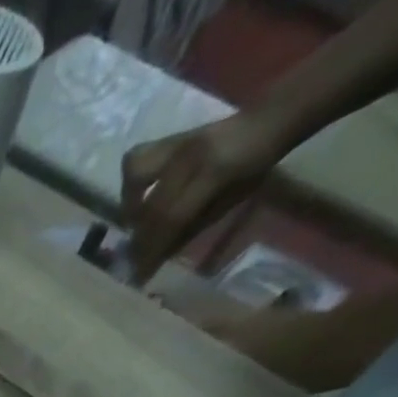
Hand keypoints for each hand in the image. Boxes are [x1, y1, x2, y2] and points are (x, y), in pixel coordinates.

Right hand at [120, 113, 286, 284]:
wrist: (268, 120)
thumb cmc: (254, 167)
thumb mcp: (229, 202)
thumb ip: (192, 227)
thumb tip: (158, 256)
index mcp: (214, 170)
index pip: (172, 218)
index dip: (153, 250)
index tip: (140, 276)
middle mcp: (188, 155)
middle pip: (150, 206)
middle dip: (140, 239)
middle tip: (136, 258)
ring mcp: (175, 143)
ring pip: (134, 176)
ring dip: (129, 205)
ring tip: (136, 222)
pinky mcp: (167, 141)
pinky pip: (136, 160)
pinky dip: (130, 183)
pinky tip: (138, 198)